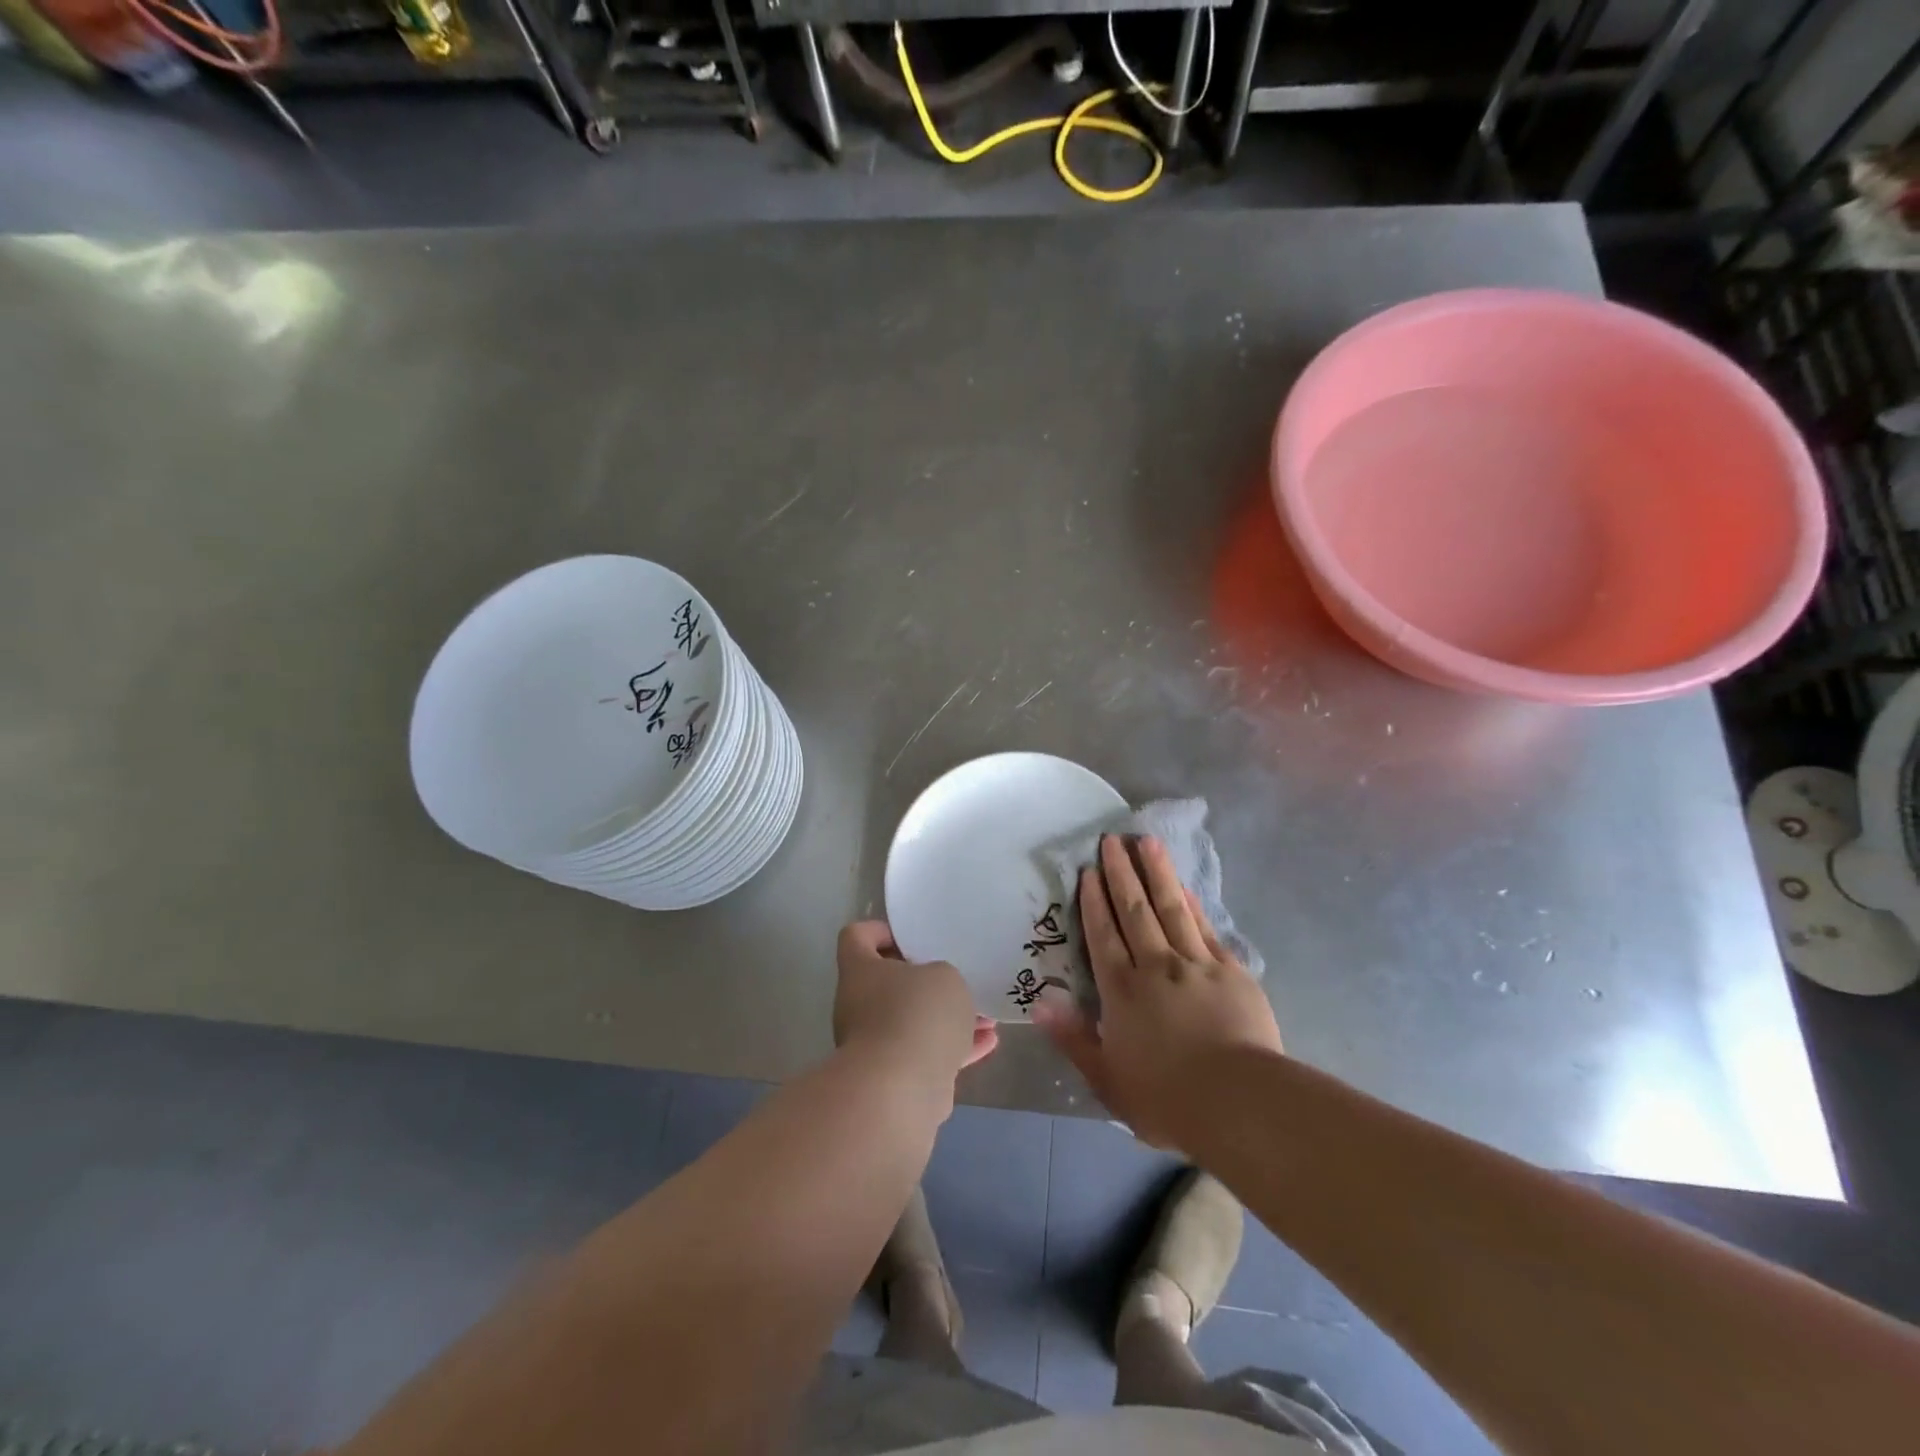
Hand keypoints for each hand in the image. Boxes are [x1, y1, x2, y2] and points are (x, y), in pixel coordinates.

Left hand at [835, 921, 997, 1085]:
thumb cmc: (916, 1014)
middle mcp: (859, 1006)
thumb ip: (942, 976)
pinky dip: (954, 1048)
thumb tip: (936, 994)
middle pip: (888, 983)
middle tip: (957, 979)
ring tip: (986, 1015)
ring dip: (947, 1018)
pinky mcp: (895, 1078)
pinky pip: (926, 1054)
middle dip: (926, 982)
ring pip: (913, 1022)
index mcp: (860, 971)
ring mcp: (875, 1045)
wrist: (899, 1091)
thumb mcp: (944, 976)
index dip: (881, 931)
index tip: (912, 937)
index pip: (856, 937)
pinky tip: (987, 1043)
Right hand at [1033, 834, 1280, 1150]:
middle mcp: (1155, 966)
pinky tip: (1185, 887)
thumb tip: (1040, 1003)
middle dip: (1121, 873)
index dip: (1093, 902)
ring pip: (1171, 908)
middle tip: (1111, 840)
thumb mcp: (1107, 1079)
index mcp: (1122, 991)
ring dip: (1157, 873)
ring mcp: (1196, 964)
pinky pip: (1205, 928)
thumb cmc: (1167, 1099)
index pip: (1103, 935)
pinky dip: (1192, 904)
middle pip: (1134, 910)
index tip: (1088, 871)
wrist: (1240, 1103)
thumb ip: (1073, 1038)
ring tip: (1147, 841)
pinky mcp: (1231, 972)